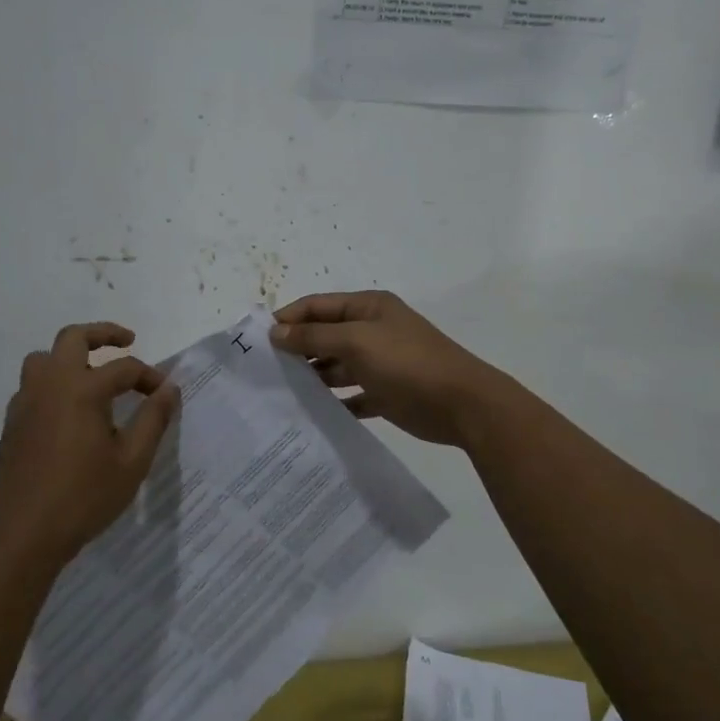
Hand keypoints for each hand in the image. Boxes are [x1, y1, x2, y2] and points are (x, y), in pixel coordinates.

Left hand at [0, 322, 179, 569]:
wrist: (25, 535)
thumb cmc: (85, 498)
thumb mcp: (132, 461)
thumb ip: (153, 419)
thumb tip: (169, 389)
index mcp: (82, 390)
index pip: (124, 368)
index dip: (150, 377)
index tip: (165, 394)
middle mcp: (50, 385)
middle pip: (73, 338)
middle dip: (103, 333)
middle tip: (128, 341)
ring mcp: (26, 402)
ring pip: (44, 358)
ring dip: (71, 356)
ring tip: (93, 374)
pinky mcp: (12, 423)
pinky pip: (33, 385)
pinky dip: (54, 382)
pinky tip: (69, 410)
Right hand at [270, 291, 509, 446]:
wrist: (462, 404)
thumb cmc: (407, 362)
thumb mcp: (356, 342)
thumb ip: (314, 336)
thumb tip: (276, 332)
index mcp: (368, 308)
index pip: (317, 305)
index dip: (288, 318)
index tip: (257, 340)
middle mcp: (372, 331)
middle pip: (325, 335)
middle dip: (297, 349)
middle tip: (264, 371)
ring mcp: (380, 363)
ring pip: (336, 367)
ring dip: (313, 377)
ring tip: (280, 393)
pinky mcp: (386, 393)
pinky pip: (352, 395)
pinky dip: (334, 402)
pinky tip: (311, 414)